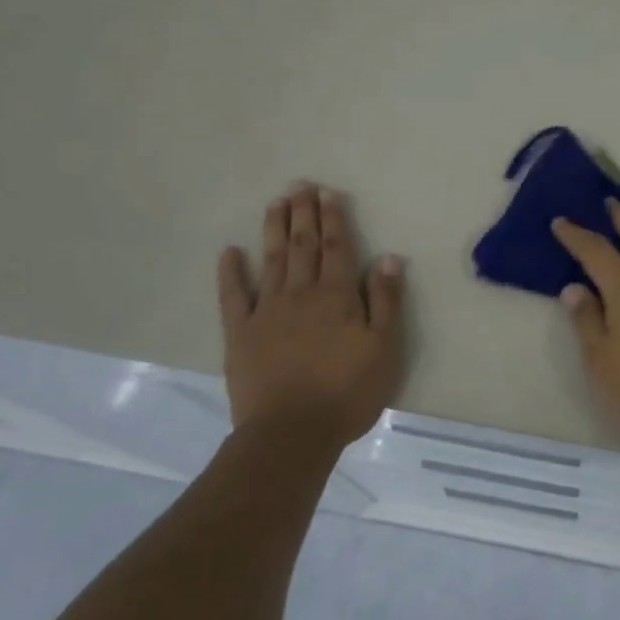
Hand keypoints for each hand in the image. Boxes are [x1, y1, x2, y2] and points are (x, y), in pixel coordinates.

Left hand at [216, 182, 405, 450]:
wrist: (291, 433)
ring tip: (276, 202)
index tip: (329, 193)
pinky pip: (233, 296)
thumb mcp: (384, 348)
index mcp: (337, 296)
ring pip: (272, 260)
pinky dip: (231, 272)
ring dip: (274, 229)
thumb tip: (389, 258)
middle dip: (304, 214)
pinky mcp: (240, 334)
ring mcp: (266, 312)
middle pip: (303, 246)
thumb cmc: (347, 392)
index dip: (334, 219)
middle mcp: (301, 294)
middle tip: (301, 185)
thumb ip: (386, 301)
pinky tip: (230, 252)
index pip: (337, 248)